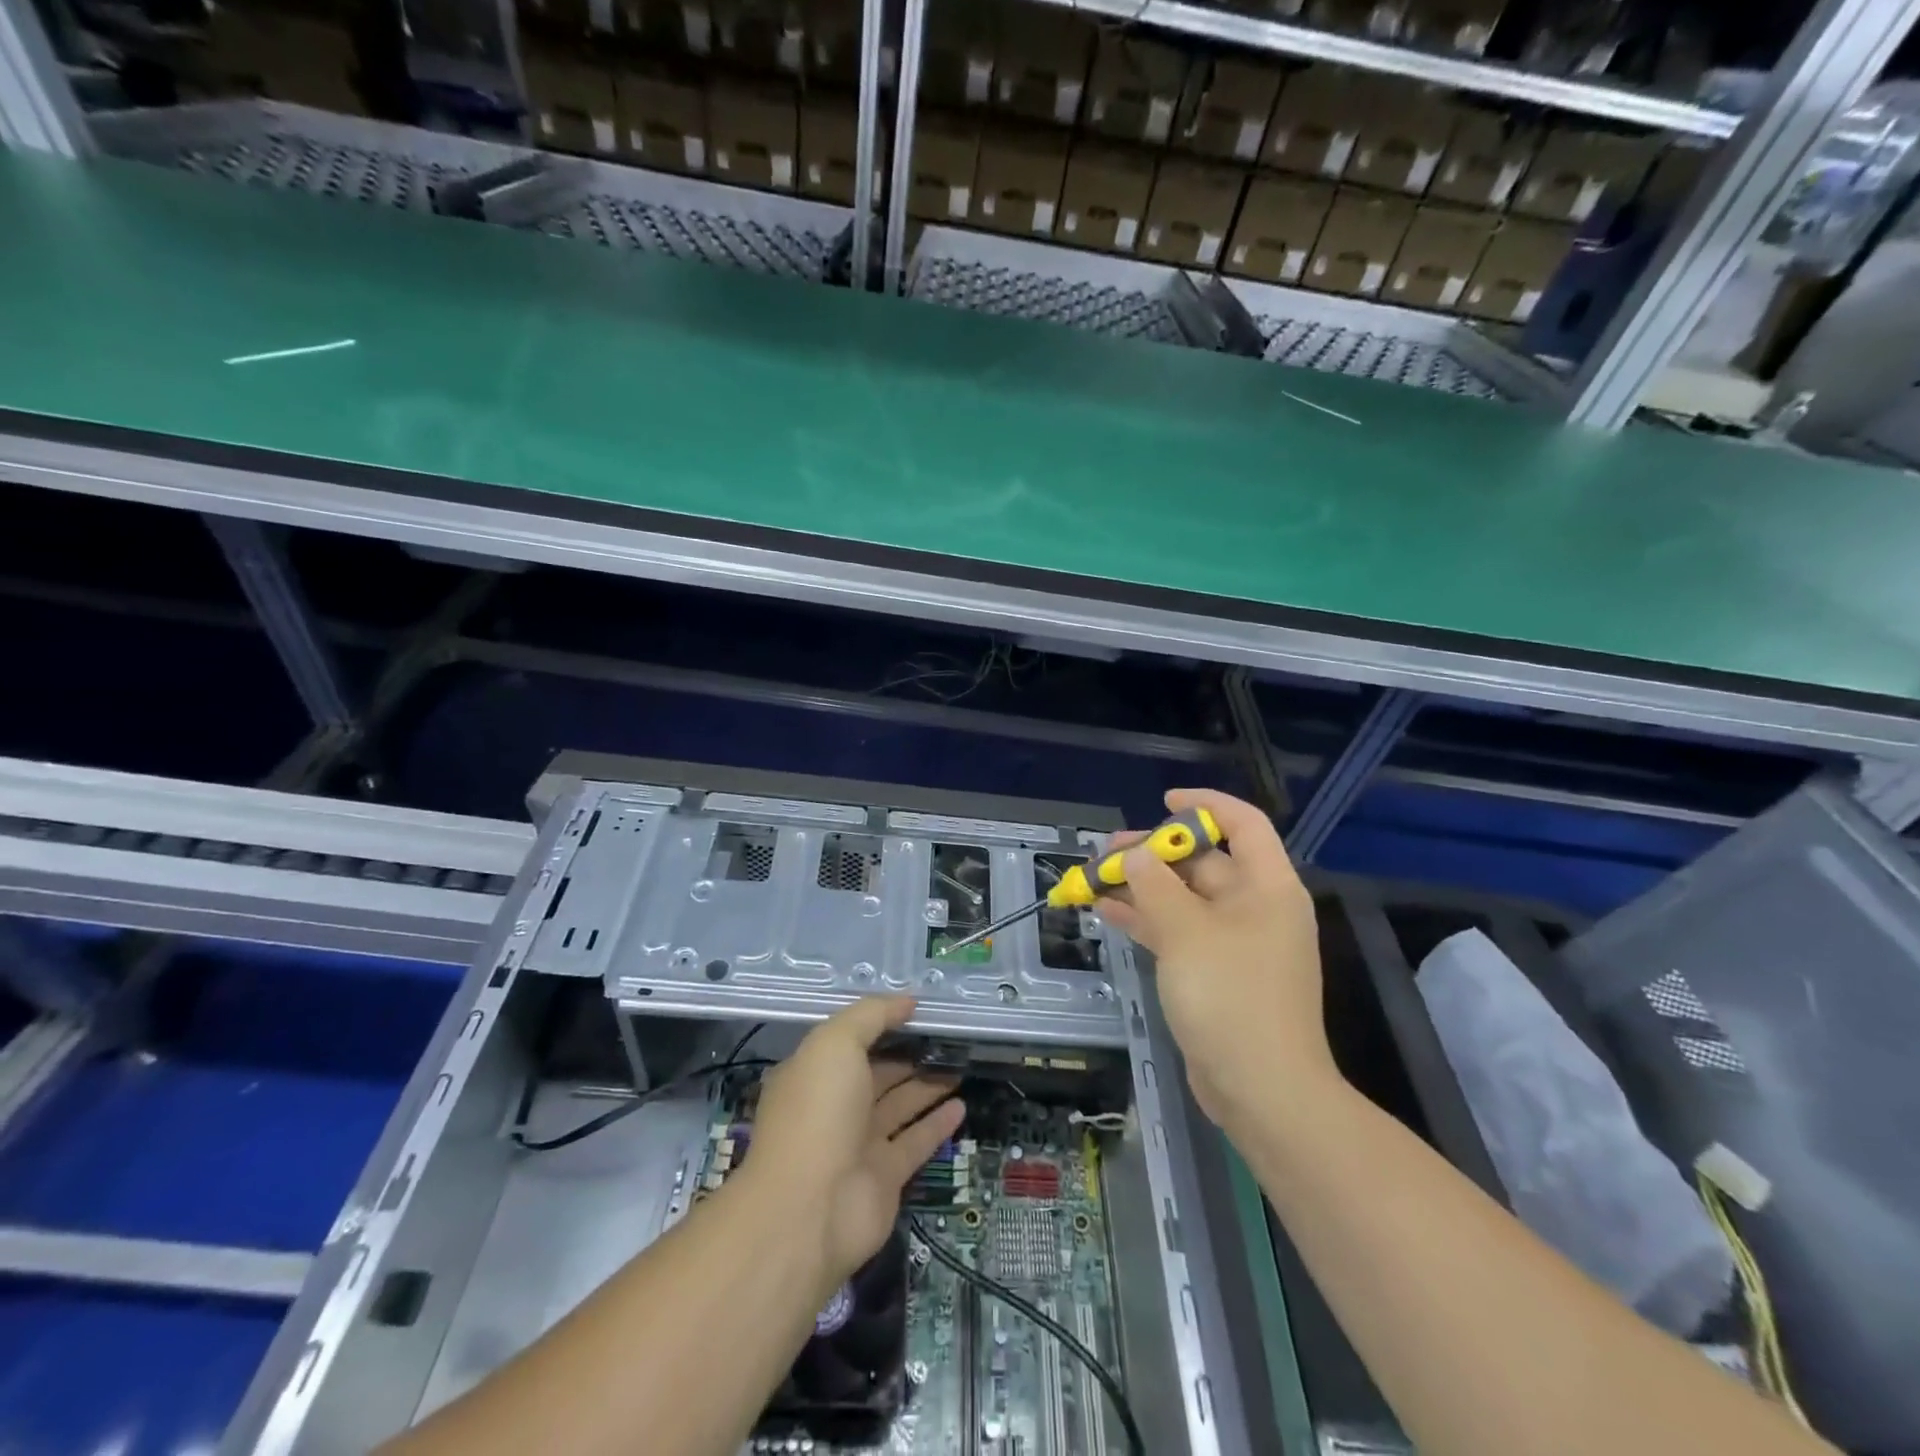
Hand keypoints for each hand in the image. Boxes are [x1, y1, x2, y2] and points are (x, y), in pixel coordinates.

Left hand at [747, 997, 964, 1287]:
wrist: (810, 1211)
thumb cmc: (818, 1113)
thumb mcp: (835, 1043)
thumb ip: (871, 1015)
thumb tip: (907, 1001)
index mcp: (814, 1073)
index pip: (851, 1041)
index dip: (882, 1023)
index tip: (918, 1009)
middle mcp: (835, 1107)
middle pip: (879, 1072)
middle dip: (910, 1054)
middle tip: (950, 1036)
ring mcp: (859, 1144)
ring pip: (900, 1105)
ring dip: (928, 1084)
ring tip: (962, 1062)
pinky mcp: (886, 1177)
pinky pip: (916, 1141)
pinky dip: (938, 1123)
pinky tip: (961, 1105)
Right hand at [1095, 788, 1335, 1130]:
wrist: (1262, 1090)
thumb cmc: (1231, 996)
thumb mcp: (1186, 932)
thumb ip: (1155, 886)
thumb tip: (1136, 856)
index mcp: (1267, 887)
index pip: (1242, 824)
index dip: (1204, 806)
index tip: (1162, 802)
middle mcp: (1256, 908)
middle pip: (1204, 862)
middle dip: (1155, 853)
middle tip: (1108, 851)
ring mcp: (1236, 943)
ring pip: (1184, 898)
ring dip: (1143, 887)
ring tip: (1096, 878)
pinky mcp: (1217, 973)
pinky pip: (1179, 932)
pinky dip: (1147, 920)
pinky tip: (1108, 913)